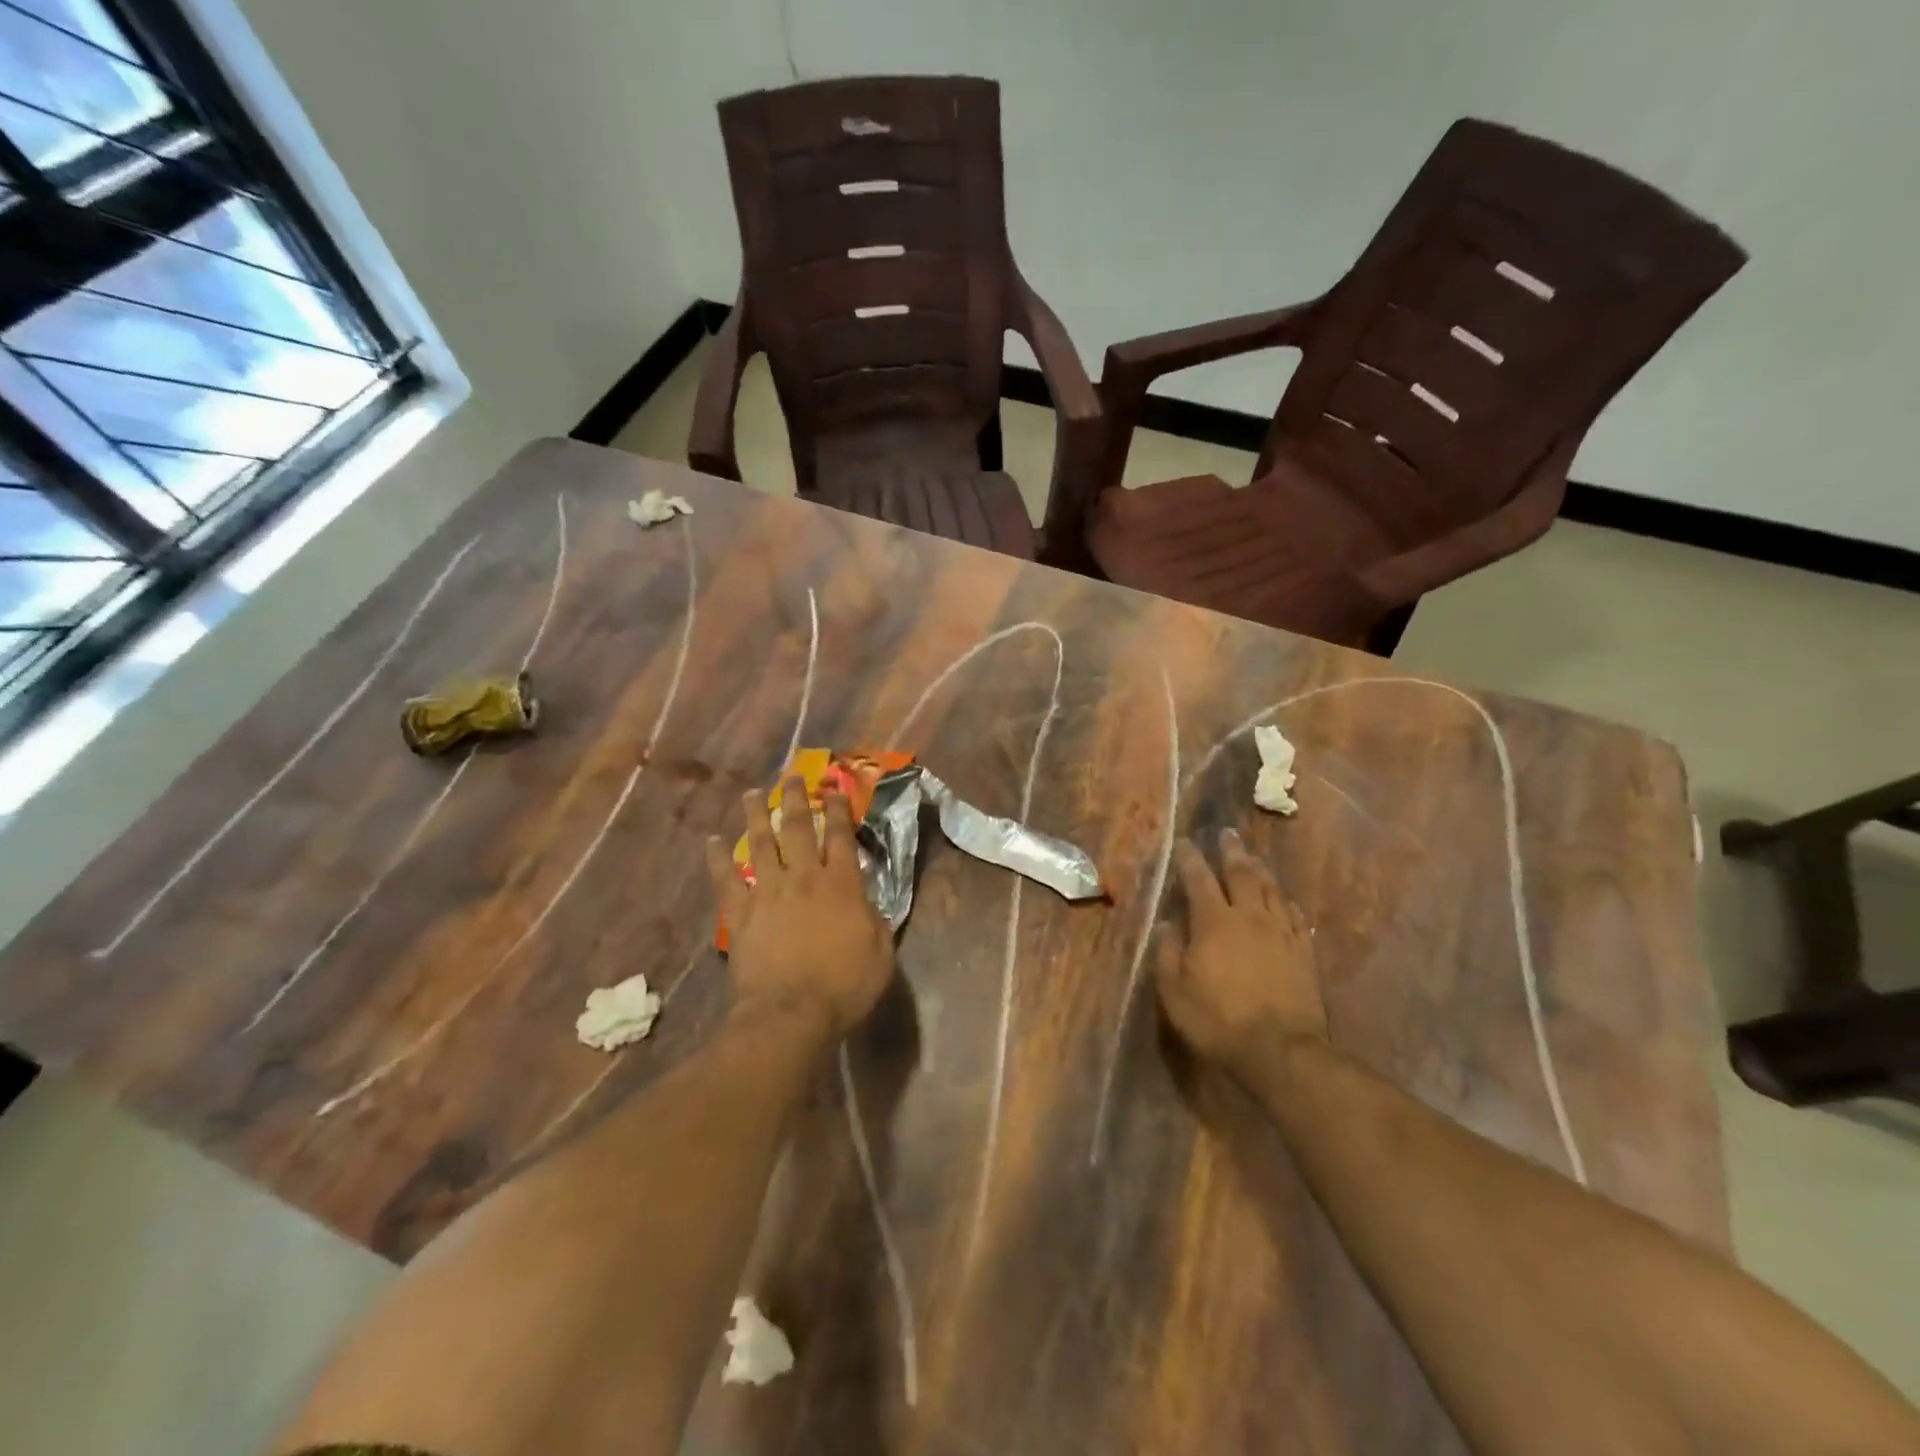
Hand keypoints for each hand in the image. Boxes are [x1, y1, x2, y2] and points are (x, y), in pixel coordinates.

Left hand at [706, 776, 894, 1038]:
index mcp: (842, 885)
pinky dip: (717, 858)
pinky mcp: (740, 913)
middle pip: (799, 828)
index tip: (834, 788)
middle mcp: (804, 878)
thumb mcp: (880, 952)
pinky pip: (726, 879)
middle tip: (790, 776)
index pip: (841, 836)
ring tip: (752, 793)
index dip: (838, 810)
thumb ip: (874, 918)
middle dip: (796, 798)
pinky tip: (712, 841)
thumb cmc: (844, 986)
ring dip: (756, 815)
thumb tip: (864, 898)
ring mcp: (768, 893)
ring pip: (761, 843)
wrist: (790, 1014)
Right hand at [1154, 828, 1323, 1081]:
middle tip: (1226, 833)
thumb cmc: (1218, 1021)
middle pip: (1241, 874)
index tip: (1184, 842)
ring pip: (1271, 890)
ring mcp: (1281, 933)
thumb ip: (1167, 953)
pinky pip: (1295, 916)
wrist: (1281, 1051)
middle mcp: (1249, 917)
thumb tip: (1167, 923)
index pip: (1199, 879)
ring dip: (1259, 869)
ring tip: (1252, 857)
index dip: (1190, 858)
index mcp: (1214, 923)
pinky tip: (1284, 899)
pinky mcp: (1303, 953)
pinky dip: (1286, 902)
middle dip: (1231, 851)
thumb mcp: (1174, 992)